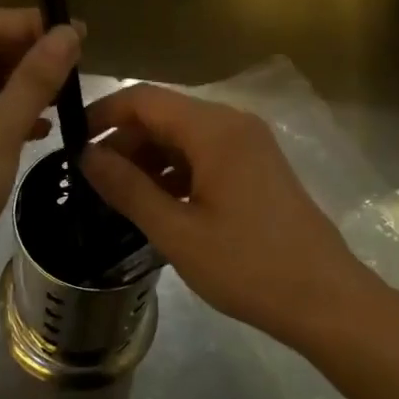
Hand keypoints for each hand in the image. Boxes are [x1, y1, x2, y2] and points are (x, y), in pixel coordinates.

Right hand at [81, 84, 375, 346]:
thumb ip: (127, 187)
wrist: (327, 300)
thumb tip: (85, 155)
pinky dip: (174, 170)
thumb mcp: (177, 231)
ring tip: (117, 196)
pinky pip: (204, 153)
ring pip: (182, 135)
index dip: (103, 114)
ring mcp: (249, 144)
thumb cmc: (248, 266)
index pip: (143, 99)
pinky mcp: (256, 166)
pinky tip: (157, 203)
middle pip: (163, 114)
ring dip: (148, 158)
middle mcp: (233, 123)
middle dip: (124, 141)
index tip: (71, 142)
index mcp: (214, 129)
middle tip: (91, 180)